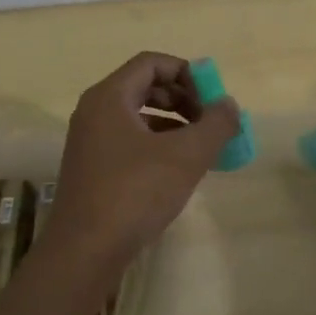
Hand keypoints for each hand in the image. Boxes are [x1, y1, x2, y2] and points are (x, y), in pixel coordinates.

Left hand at [45, 52, 239, 268]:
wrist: (86, 251)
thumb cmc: (135, 193)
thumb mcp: (186, 156)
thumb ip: (215, 124)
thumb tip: (229, 105)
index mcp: (109, 97)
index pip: (151, 63)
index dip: (187, 73)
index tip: (213, 99)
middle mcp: (95, 112)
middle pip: (145, 87)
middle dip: (184, 99)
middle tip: (210, 123)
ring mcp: (91, 142)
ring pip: (139, 117)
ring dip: (174, 124)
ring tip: (202, 148)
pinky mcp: (93, 169)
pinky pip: (131, 142)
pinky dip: (159, 146)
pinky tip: (179, 171)